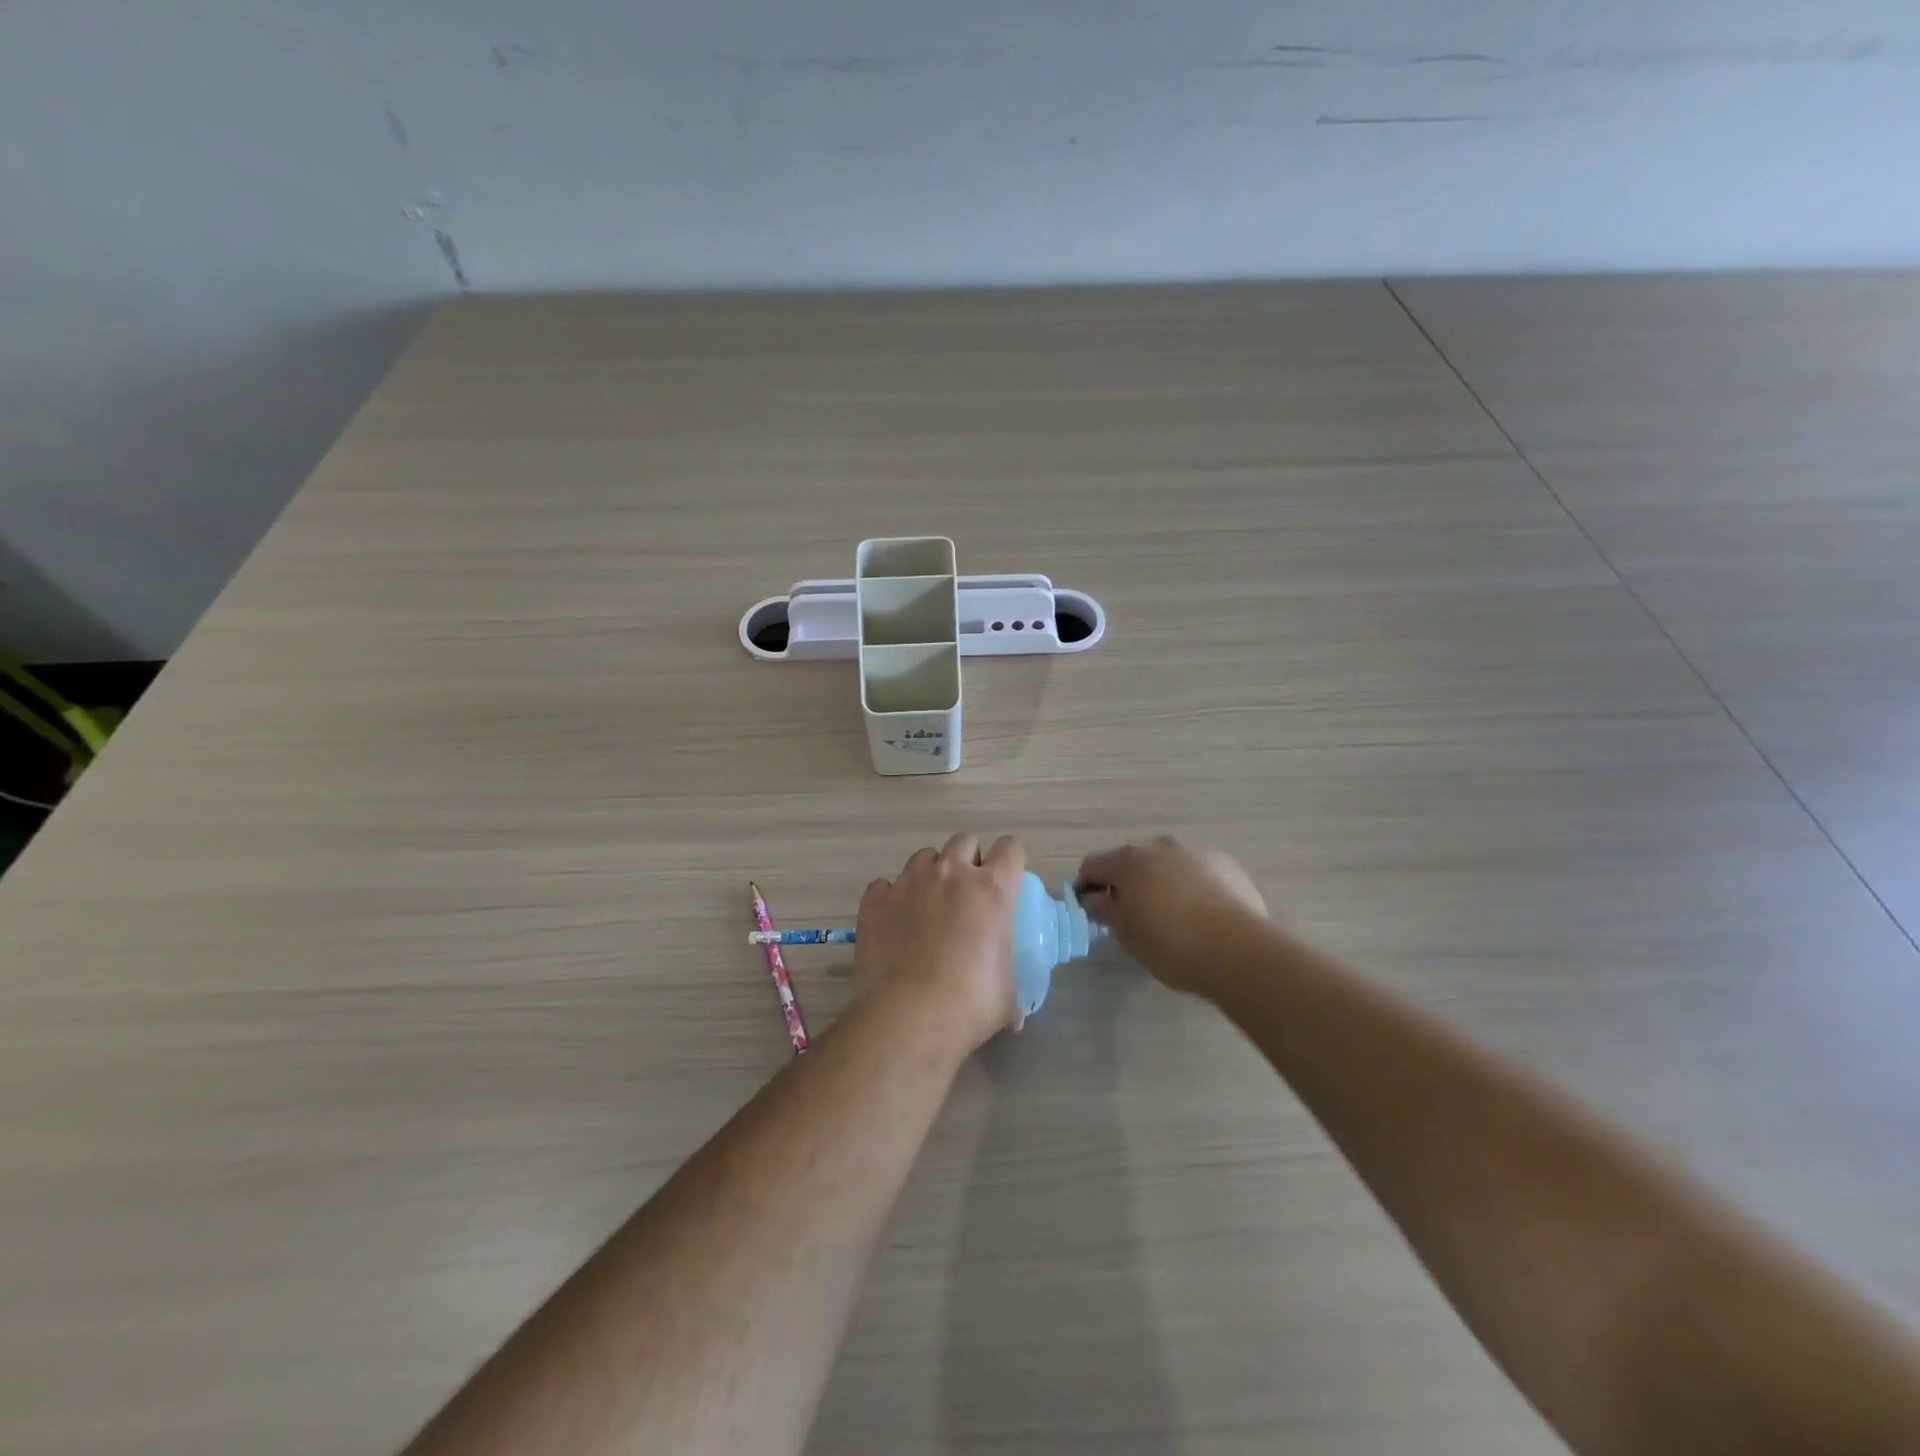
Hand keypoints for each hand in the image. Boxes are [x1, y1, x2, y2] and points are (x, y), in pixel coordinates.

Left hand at [853, 834, 1026, 1051]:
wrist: (906, 1019)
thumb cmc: (968, 1006)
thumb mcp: (1006, 998)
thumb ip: (1011, 990)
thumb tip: (1016, 1016)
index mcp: (992, 890)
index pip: (1010, 848)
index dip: (1009, 862)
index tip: (1005, 882)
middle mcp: (951, 874)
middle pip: (964, 841)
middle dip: (968, 861)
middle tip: (965, 895)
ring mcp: (909, 882)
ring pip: (924, 857)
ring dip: (930, 875)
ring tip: (927, 908)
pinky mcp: (875, 899)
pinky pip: (886, 885)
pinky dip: (892, 898)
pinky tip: (894, 925)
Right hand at [1076, 838, 1267, 994]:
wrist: (1237, 950)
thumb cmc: (1169, 943)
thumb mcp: (1126, 934)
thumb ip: (1105, 910)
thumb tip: (1095, 898)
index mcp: (1128, 861)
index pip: (1093, 866)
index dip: (1088, 887)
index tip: (1094, 912)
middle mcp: (1160, 847)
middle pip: (1132, 862)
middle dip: (1128, 884)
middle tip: (1133, 917)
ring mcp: (1195, 853)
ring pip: (1167, 865)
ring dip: (1162, 883)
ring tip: (1172, 917)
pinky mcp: (1227, 866)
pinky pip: (1198, 873)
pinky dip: (1193, 887)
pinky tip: (1203, 916)